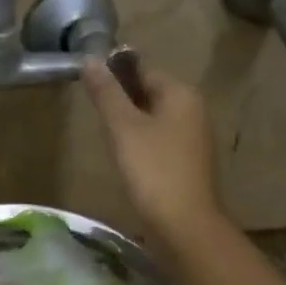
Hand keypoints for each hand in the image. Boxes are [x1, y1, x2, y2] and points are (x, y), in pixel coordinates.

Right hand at [81, 53, 225, 249]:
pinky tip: (127, 161)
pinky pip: (161, 142)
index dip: (115, 77)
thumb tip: (90, 59)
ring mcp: (195, 138)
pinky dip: (142, 145)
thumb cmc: (152, 170)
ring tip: (108, 140)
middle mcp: (194, 110)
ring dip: (131, 125)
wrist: (184, 225)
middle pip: (150, 94)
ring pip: (155, 119)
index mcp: (181, 94)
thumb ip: (106, 93)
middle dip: (122, 102)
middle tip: (96, 118)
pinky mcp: (190, 163)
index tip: (90, 91)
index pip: (143, 70)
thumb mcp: (123, 127)